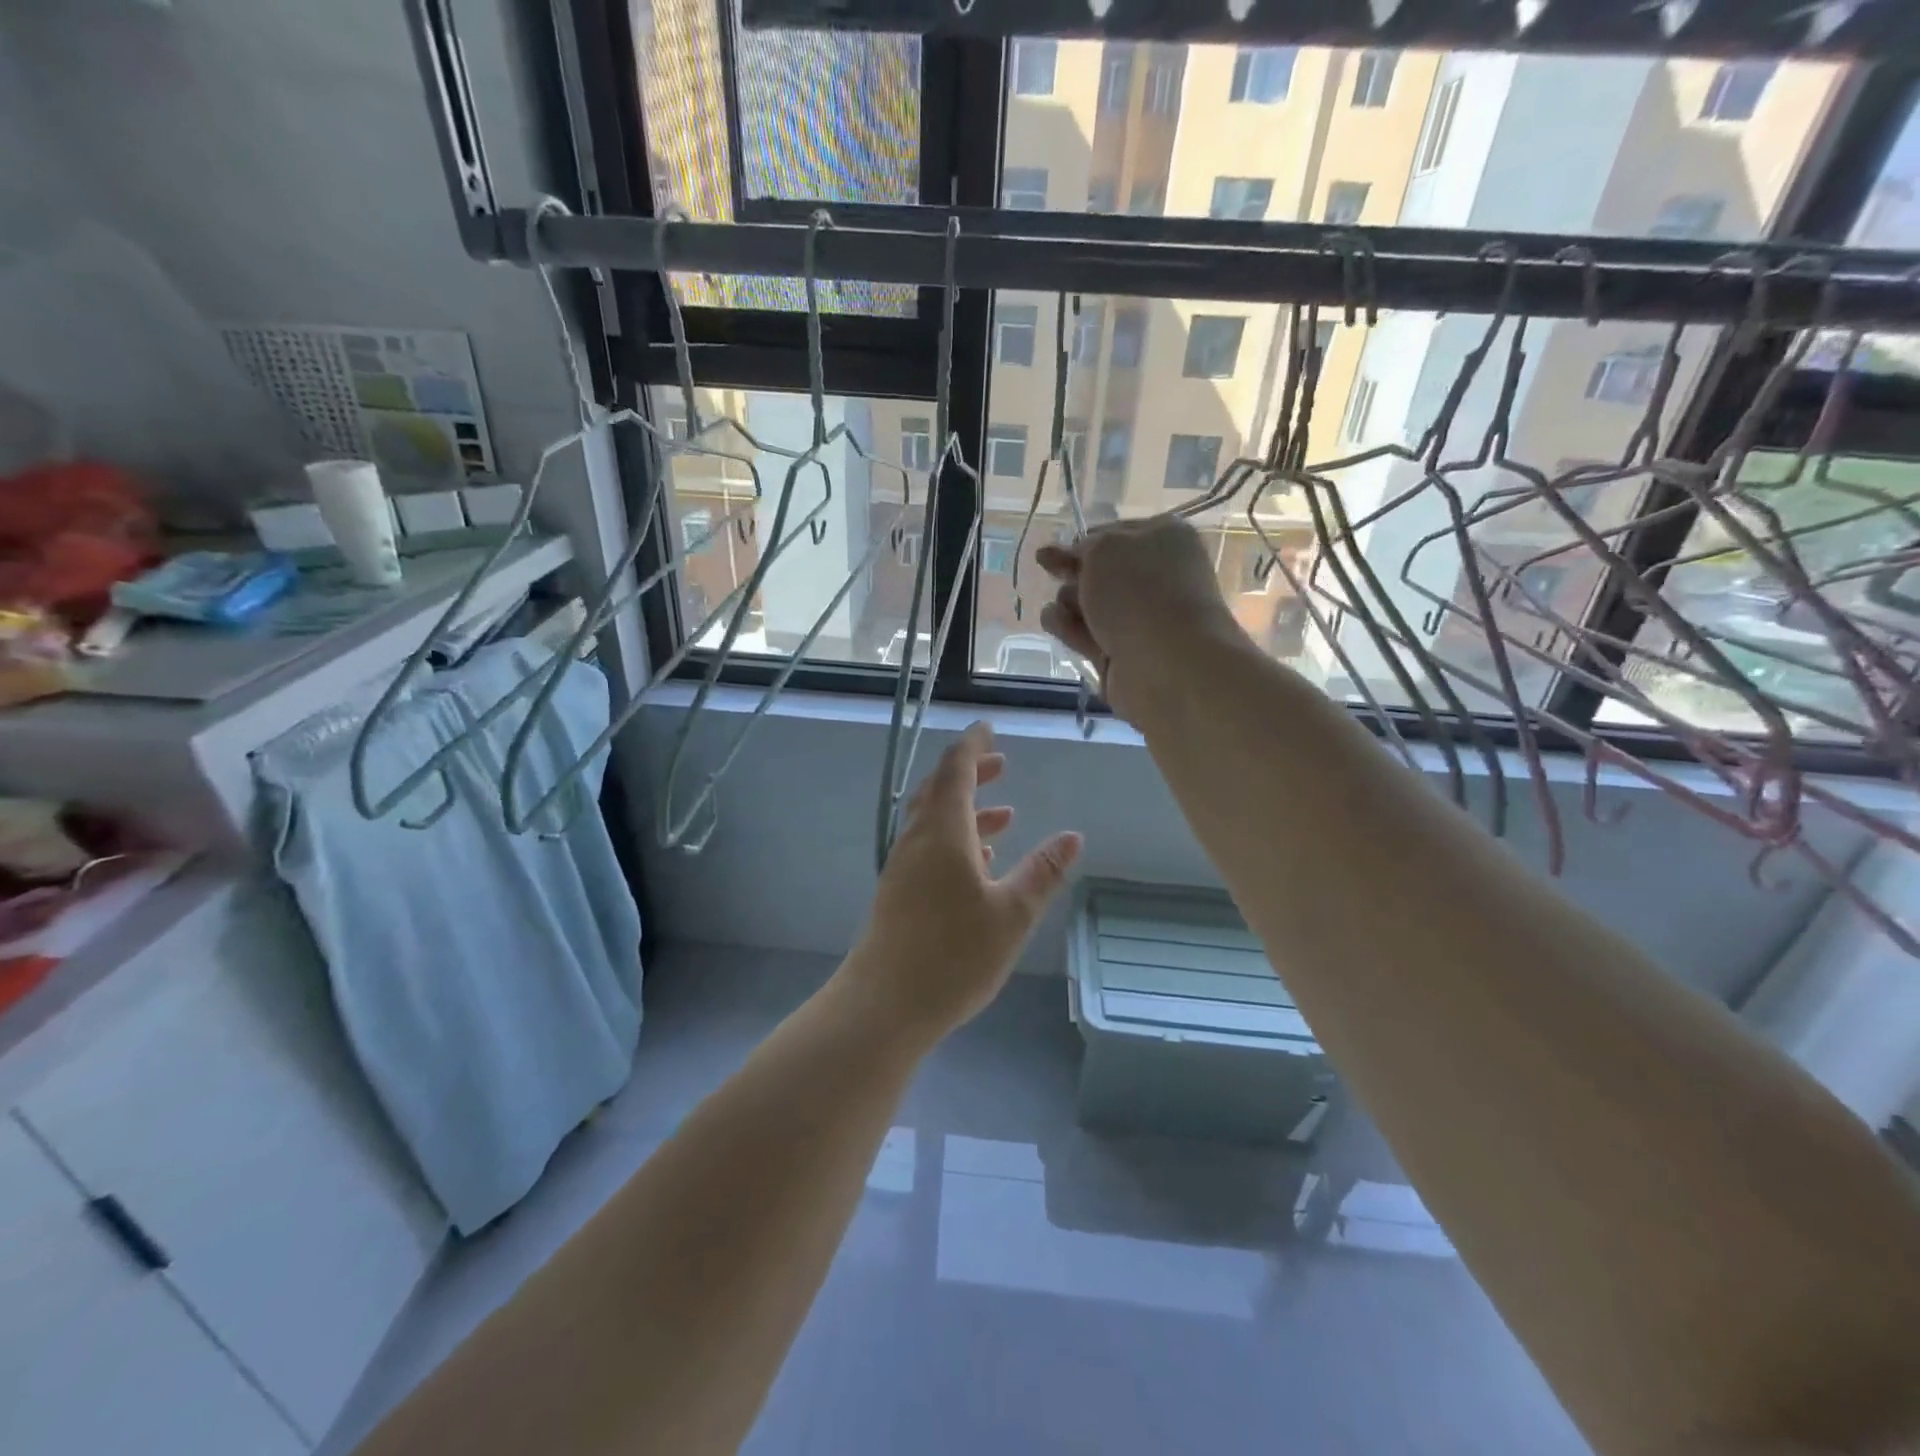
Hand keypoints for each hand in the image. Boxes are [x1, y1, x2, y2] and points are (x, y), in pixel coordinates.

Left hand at [843, 723, 1081, 1045]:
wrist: (884, 1004)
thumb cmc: (953, 955)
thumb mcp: (1012, 914)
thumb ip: (1042, 872)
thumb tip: (1072, 837)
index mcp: (943, 833)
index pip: (956, 770)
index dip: (973, 746)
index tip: (987, 728)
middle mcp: (918, 840)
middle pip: (941, 790)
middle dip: (971, 773)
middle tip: (1001, 764)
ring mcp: (903, 867)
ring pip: (934, 822)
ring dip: (966, 809)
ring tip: (1003, 815)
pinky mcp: (898, 893)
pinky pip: (928, 849)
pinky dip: (955, 840)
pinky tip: (978, 863)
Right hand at [1036, 517, 1245, 724]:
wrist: (1168, 664)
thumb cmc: (1139, 592)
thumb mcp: (1105, 548)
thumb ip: (1086, 545)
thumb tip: (1080, 556)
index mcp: (1165, 539)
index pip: (1117, 533)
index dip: (1085, 540)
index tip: (1056, 547)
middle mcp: (1156, 578)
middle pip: (1101, 572)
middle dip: (1072, 571)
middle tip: (1047, 568)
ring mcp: (1140, 619)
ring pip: (1090, 605)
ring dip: (1067, 601)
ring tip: (1059, 608)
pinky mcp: (1122, 654)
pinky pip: (1087, 635)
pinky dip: (1068, 628)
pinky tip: (1055, 623)